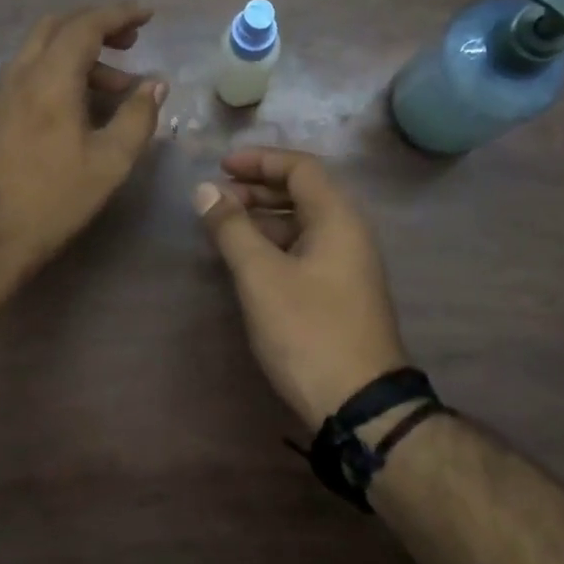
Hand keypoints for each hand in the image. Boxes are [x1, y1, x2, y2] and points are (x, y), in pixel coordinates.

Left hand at [0, 3, 166, 287]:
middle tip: (130, 43)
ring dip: (78, 55)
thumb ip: (137, 117)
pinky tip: (75, 107)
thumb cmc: (52, 201)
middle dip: (96, 27)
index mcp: (49, 78)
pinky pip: (27, 74)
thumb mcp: (109, 163)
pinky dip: (57, 73)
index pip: (85, 25)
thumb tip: (155, 85)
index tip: (147, 15)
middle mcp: (17, 74)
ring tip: (114, 88)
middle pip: (56, 27)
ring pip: (40, 52)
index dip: (119, 14)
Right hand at [195, 147, 408, 430]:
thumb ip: (232, 229)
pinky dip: (274, 245)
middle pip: (303, 193)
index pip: (301, 168)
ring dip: (263, 219)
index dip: (260, 160)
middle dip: (257, 189)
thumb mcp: (261, 276)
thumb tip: (205, 190)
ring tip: (223, 228)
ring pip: (302, 224)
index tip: (220, 166)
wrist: (357, 402)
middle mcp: (349, 233)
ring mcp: (347, 265)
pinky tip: (247, 261)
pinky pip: (305, 251)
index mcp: (338, 218)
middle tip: (216, 199)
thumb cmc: (307, 330)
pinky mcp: (340, 293)